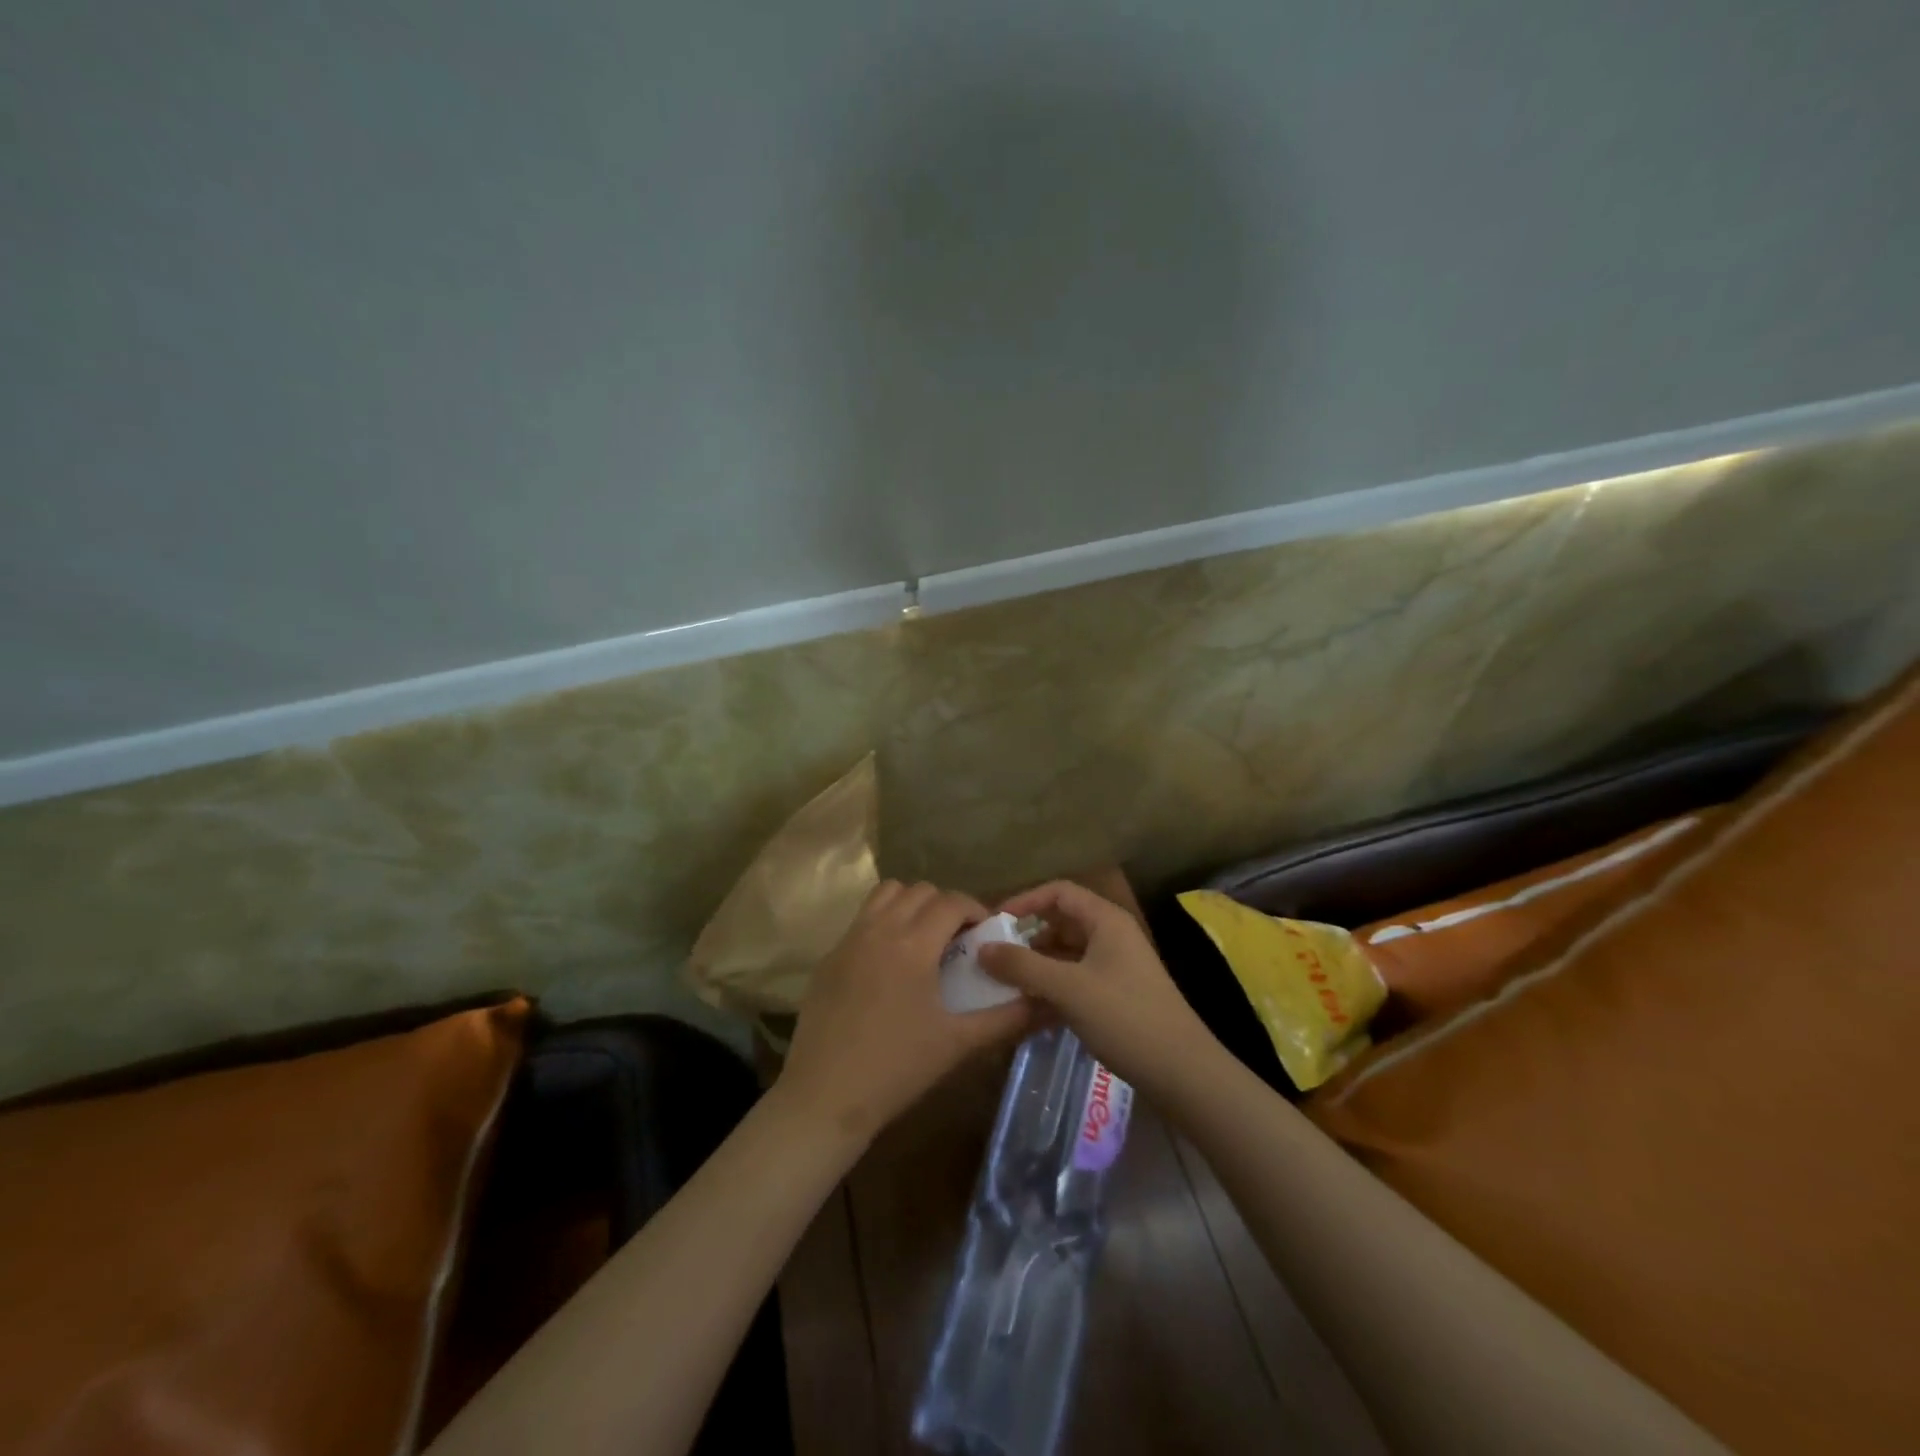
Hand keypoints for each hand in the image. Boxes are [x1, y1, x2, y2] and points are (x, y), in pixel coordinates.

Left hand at [777, 880, 1034, 1147]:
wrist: (825, 1097)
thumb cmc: (897, 1069)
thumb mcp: (958, 1044)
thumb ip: (1005, 1018)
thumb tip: (1045, 1003)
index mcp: (912, 944)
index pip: (951, 901)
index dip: (975, 909)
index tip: (986, 933)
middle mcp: (879, 929)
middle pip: (919, 891)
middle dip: (945, 905)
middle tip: (958, 939)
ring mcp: (848, 940)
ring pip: (885, 894)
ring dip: (911, 904)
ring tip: (923, 939)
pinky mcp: (829, 958)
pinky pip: (861, 920)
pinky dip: (883, 923)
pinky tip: (889, 965)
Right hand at [978, 880, 1217, 1103]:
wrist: (1182, 1072)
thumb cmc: (1125, 1017)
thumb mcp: (1068, 988)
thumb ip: (1022, 966)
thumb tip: (982, 948)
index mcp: (1106, 920)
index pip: (1058, 892)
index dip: (1025, 901)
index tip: (994, 922)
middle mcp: (1111, 936)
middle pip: (1060, 923)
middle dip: (1026, 938)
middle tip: (993, 958)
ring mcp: (1115, 967)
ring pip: (1066, 955)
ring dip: (1036, 967)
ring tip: (1004, 986)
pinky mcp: (1116, 996)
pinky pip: (1075, 981)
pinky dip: (1052, 989)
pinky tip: (1028, 1011)